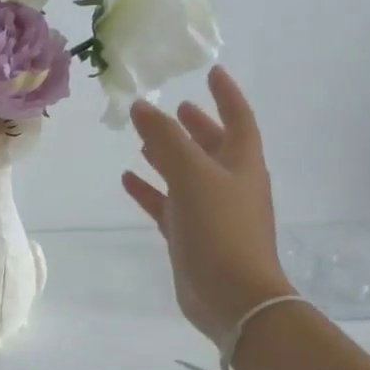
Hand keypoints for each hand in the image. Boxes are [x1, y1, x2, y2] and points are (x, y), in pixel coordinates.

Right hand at [122, 66, 294, 342]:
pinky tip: (128, 178)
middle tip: (174, 108)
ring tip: (142, 139)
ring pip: (187, 173)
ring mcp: (210, 211)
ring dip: (168, 155)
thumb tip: (141, 106)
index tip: (211, 72)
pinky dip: (150, 189)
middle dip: (194, 126)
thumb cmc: (221, 227)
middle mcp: (229, 183)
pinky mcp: (191, 235)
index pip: (238, 118)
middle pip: (212, 145)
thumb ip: (165, 138)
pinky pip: (167, 204)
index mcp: (241, 164)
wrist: (232, 296)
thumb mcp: (192, 174)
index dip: (226, 94)